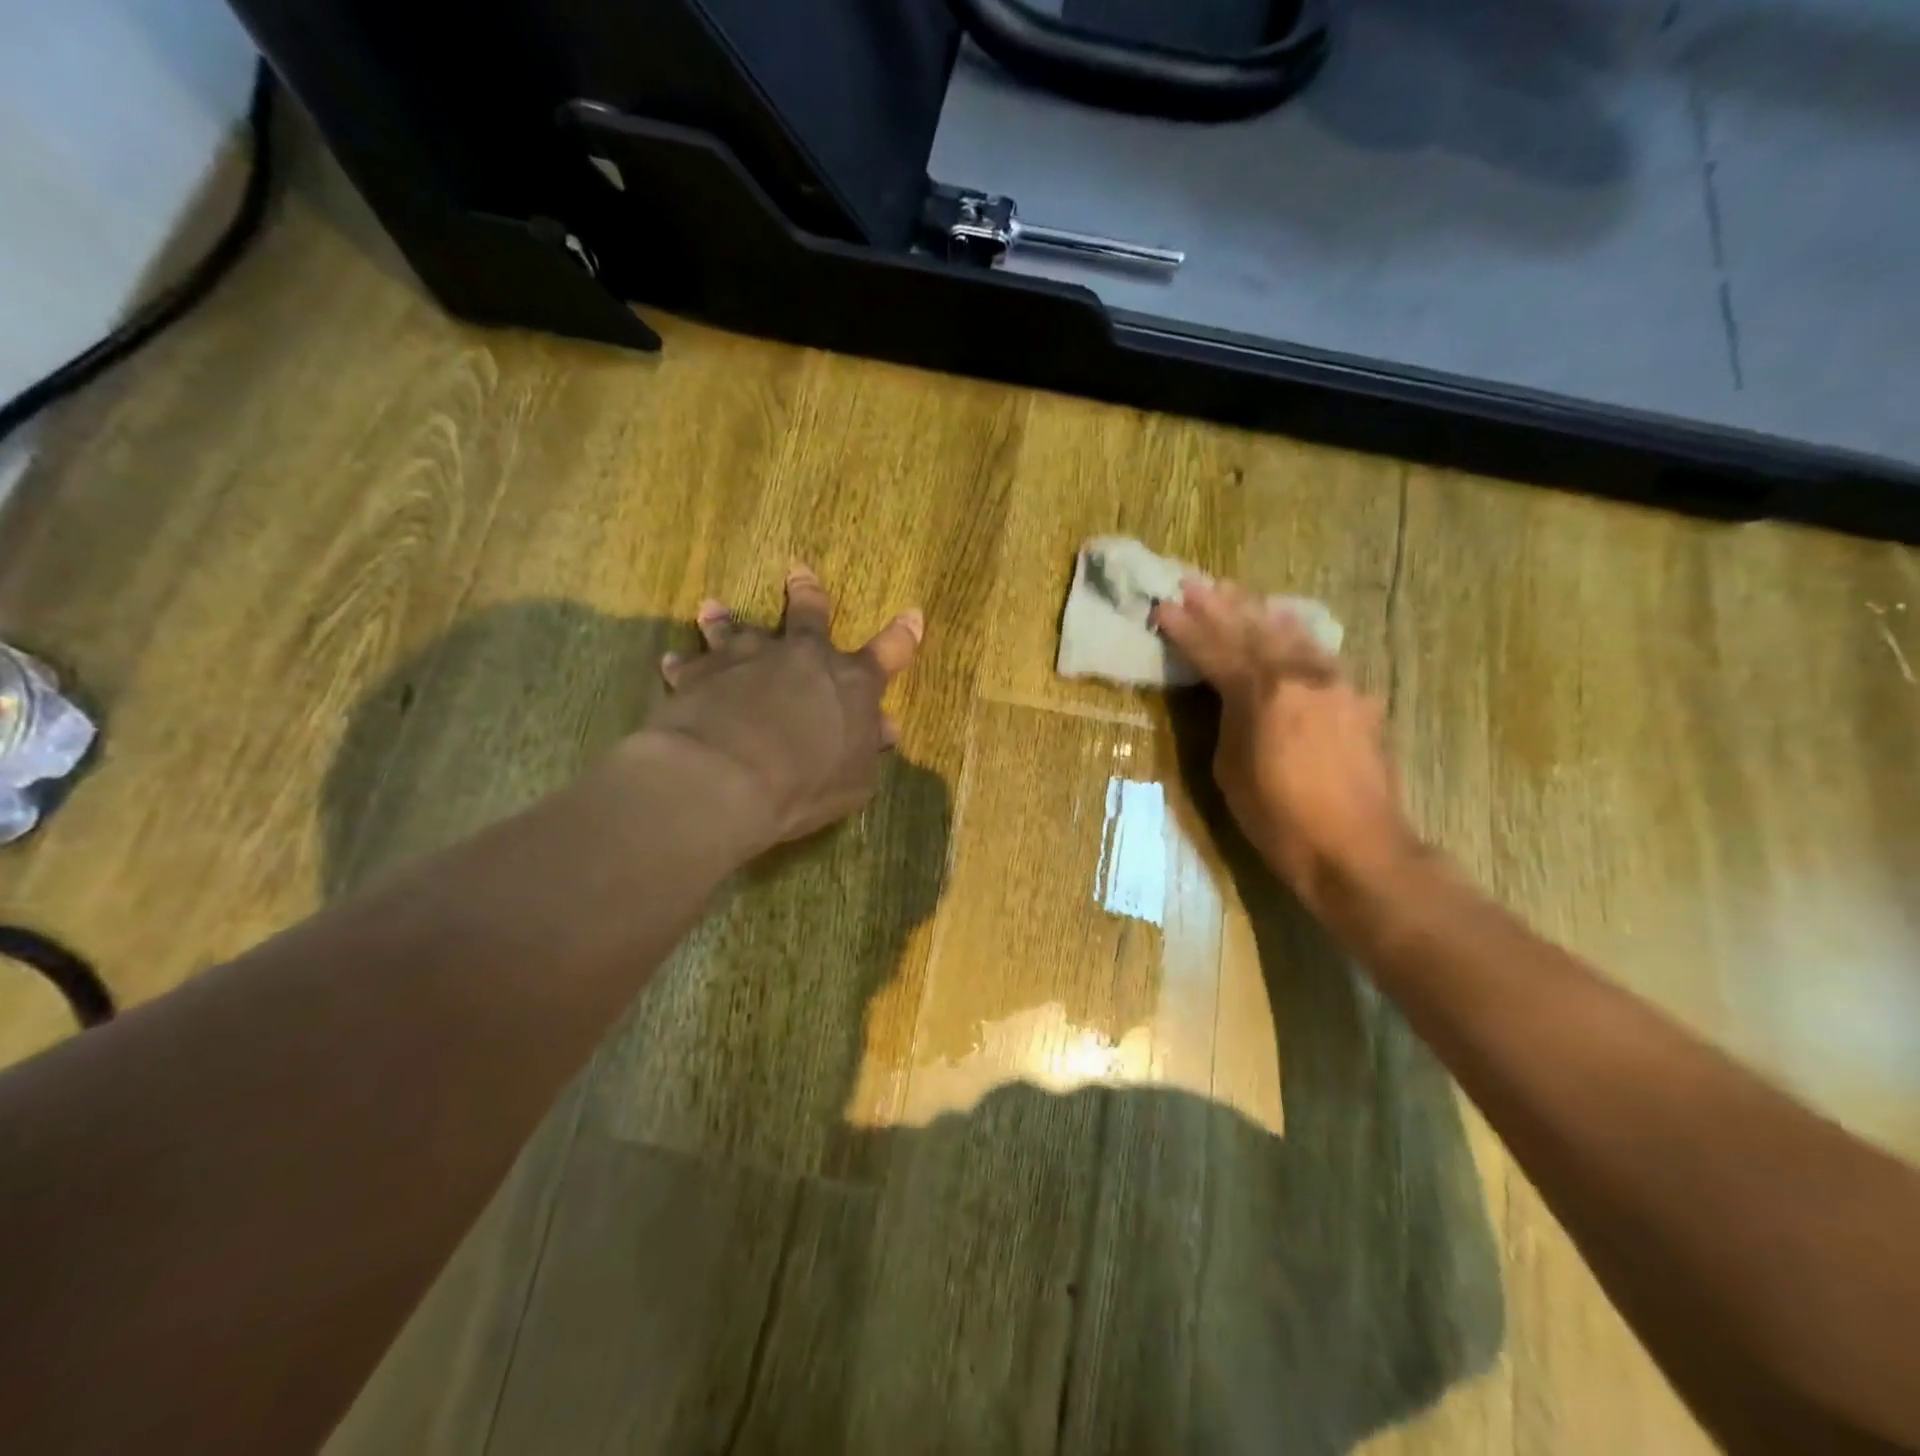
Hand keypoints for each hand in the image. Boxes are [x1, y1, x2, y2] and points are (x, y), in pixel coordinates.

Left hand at [643, 565, 922, 850]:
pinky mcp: (701, 673)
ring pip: (738, 629)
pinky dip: (684, 665)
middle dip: (808, 593)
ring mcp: (749, 658)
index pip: (889, 653)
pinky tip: (672, 664)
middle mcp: (802, 658)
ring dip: (726, 620)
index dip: (903, 636)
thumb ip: (867, 749)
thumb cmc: (805, 785)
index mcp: (851, 683)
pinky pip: (690, 664)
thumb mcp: (854, 780)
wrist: (727, 779)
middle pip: (810, 615)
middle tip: (798, 572)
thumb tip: (884, 728)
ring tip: (712, 608)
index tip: (912, 615)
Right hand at [1153, 577, 1416, 909]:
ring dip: (1259, 612)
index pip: (1215, 650)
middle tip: (1195, 582)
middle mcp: (1302, 676)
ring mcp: (1337, 683)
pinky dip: (1297, 636)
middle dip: (1220, 606)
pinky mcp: (1360, 699)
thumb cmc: (1280, 820)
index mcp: (1263, 694)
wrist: (1359, 849)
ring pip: (1292, 635)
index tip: (1163, 606)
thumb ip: (1230, 720)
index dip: (1186, 629)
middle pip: (1254, 630)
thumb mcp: (1231, 771)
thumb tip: (1232, 695)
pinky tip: (1289, 627)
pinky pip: (1321, 655)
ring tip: (1237, 593)